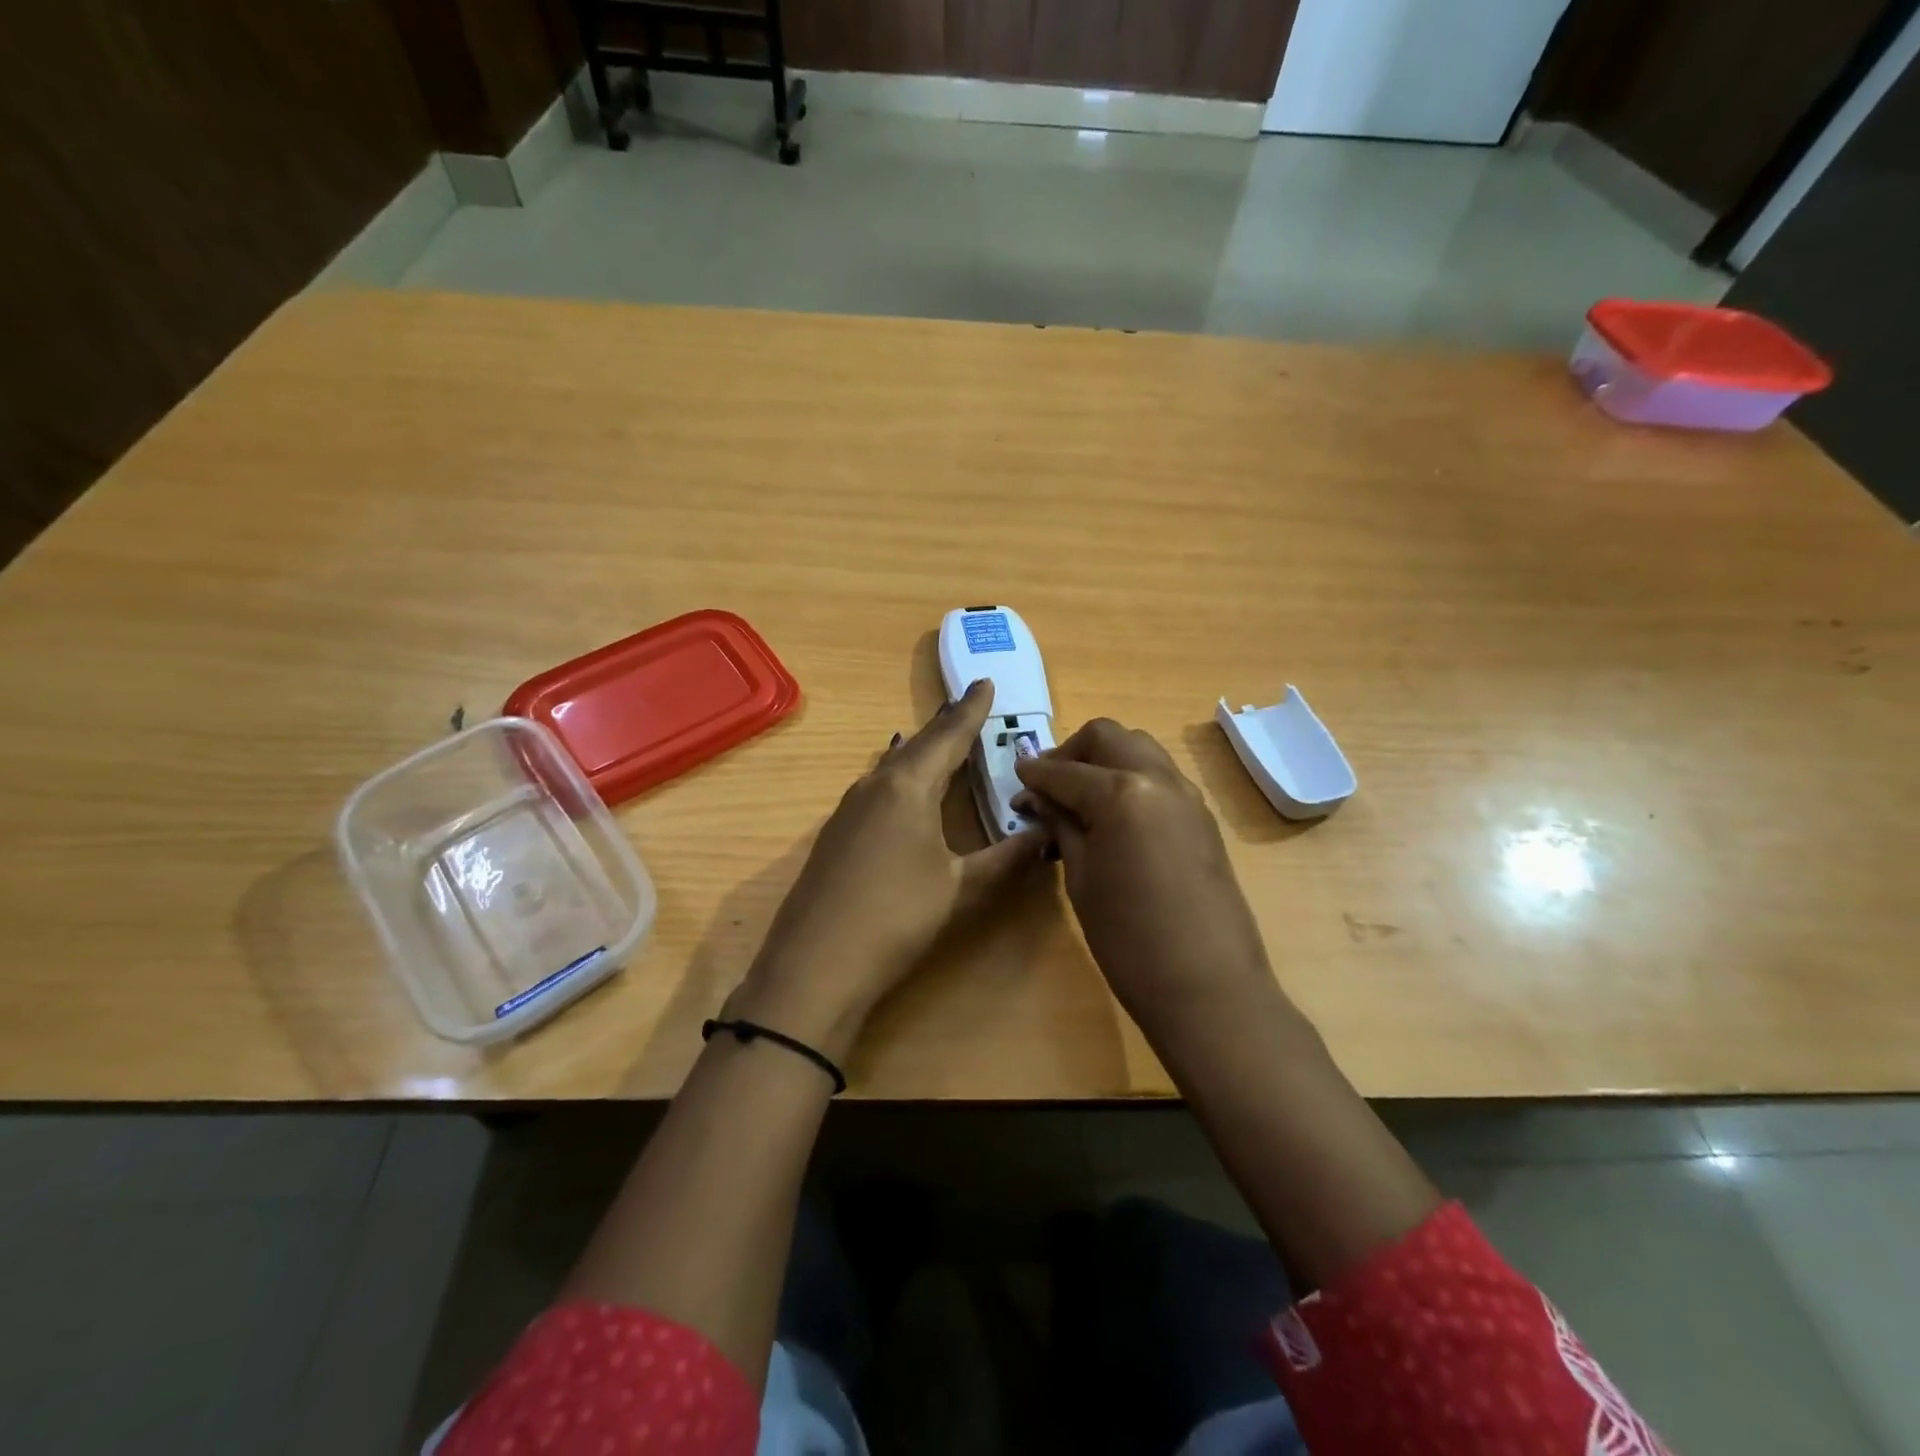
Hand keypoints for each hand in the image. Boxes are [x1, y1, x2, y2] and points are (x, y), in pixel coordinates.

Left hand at [727, 679, 1045, 1062]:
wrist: (816, 965)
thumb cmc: (897, 917)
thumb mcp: (960, 888)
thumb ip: (1006, 858)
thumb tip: (1046, 835)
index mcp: (908, 786)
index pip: (948, 737)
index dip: (971, 711)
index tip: (985, 682)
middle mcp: (875, 786)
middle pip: (918, 745)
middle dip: (946, 726)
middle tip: (970, 707)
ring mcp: (848, 809)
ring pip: (893, 765)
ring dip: (921, 751)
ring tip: (941, 741)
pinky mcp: (836, 834)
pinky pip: (877, 787)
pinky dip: (900, 776)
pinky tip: (902, 788)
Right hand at [1012, 719, 1280, 1041]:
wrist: (1207, 986)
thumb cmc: (1128, 938)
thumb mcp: (1081, 878)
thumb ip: (1061, 825)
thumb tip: (1037, 798)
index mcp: (1122, 792)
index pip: (1066, 770)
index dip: (1035, 773)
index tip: (1015, 780)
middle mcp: (1159, 779)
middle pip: (1109, 738)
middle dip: (1073, 752)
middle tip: (1049, 785)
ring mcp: (1188, 796)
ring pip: (1139, 749)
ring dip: (1105, 761)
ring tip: (1079, 799)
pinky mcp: (1202, 817)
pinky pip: (1160, 777)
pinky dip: (1130, 779)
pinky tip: (1112, 817)